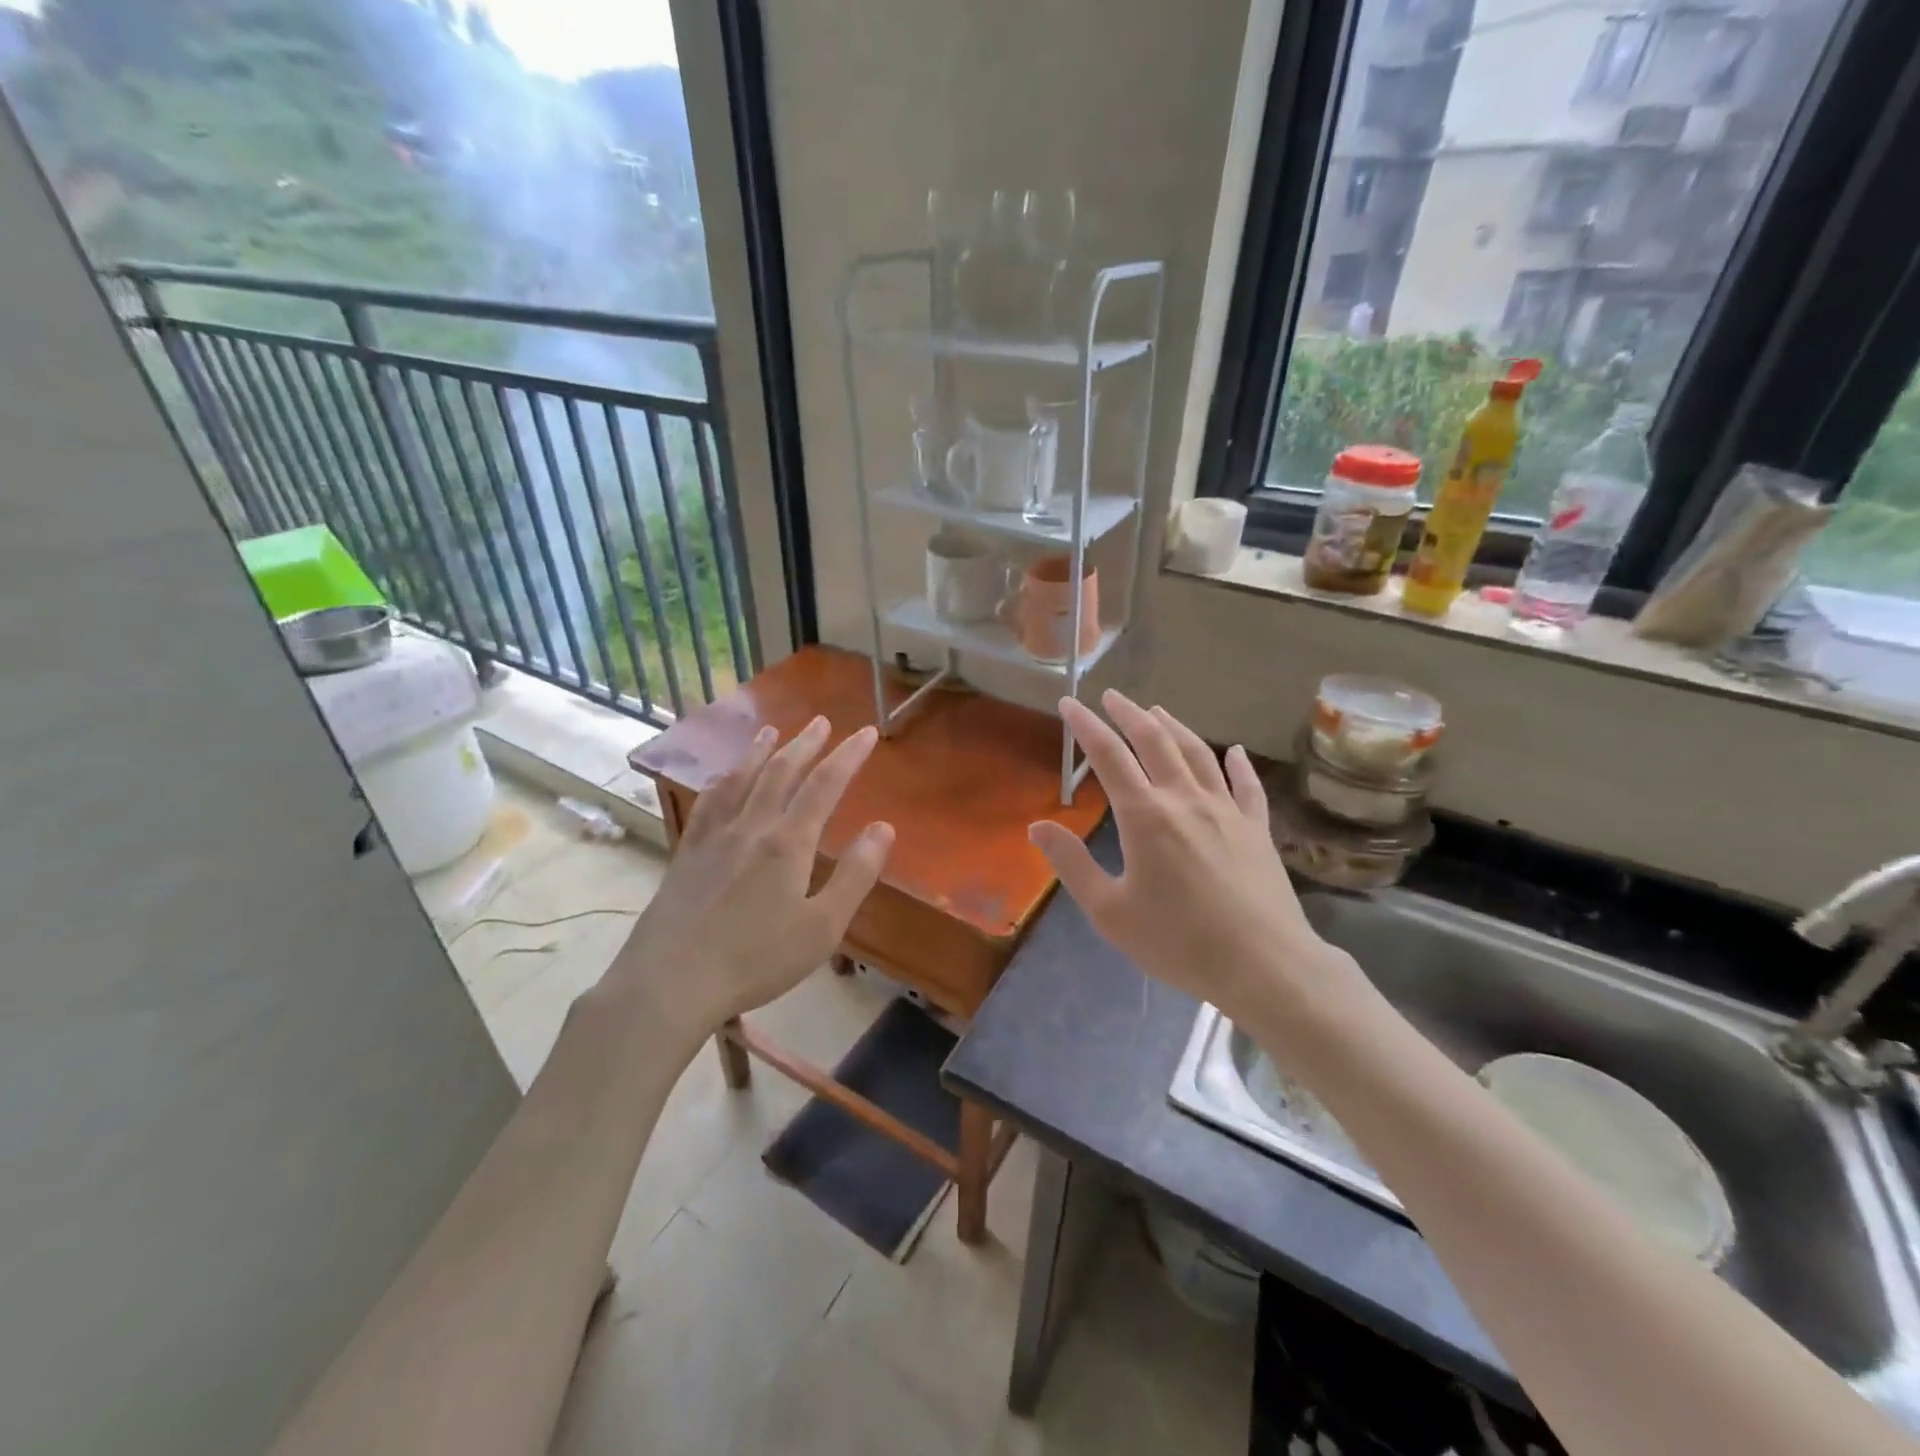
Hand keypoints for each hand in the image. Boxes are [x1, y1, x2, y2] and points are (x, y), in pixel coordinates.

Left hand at [611, 717, 893, 1038]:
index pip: (825, 786)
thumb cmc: (756, 959)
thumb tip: (884, 828)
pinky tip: (722, 780)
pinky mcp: (686, 854)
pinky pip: (707, 804)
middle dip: (806, 744)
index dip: (848, 756)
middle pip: (781, 772)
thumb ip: (855, 875)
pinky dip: (721, 783)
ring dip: (761, 752)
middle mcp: (751, 827)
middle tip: (822, 722)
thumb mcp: (822, 927)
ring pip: (741, 780)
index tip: (867, 733)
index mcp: (788, 843)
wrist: (671, 981)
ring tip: (772, 731)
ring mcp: (713, 837)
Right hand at [1028, 691, 1366, 1034]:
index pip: (1109, 756)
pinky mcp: (1257, 828)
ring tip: (1157, 711)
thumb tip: (1038, 826)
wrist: (1264, 965)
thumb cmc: (1179, 942)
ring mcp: (1227, 810)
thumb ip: (1073, 864)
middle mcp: (1186, 799)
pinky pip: (1246, 785)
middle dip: (1129, 714)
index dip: (1086, 726)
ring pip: (1198, 754)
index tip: (1069, 703)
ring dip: (1174, 727)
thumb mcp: (1110, 911)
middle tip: (1111, 697)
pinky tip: (1234, 751)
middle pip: (1155, 741)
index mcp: (1146, 816)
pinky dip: (1236, 763)